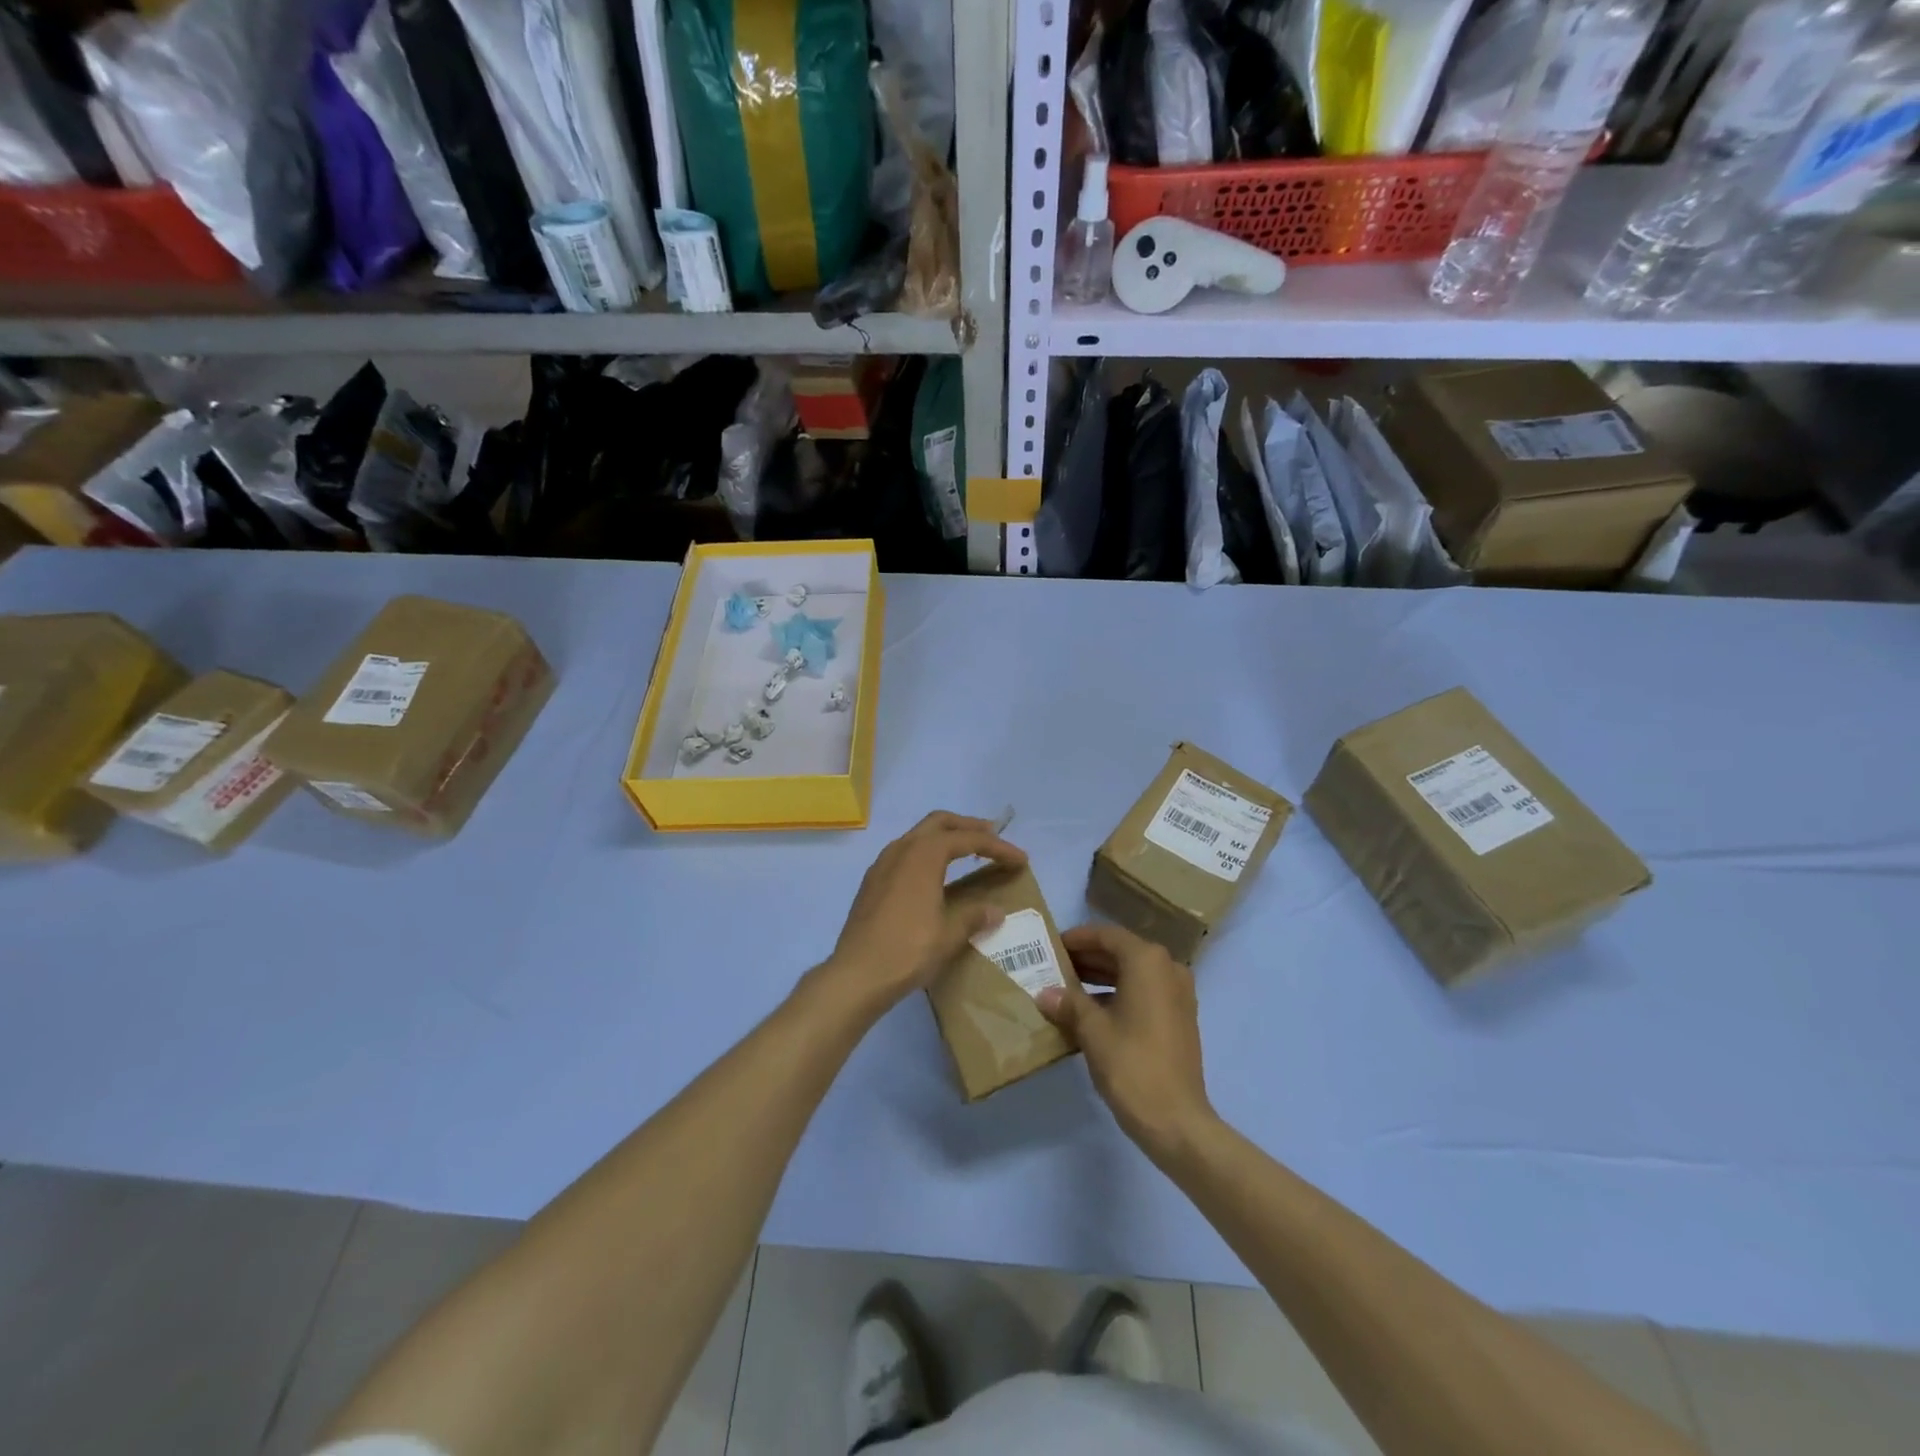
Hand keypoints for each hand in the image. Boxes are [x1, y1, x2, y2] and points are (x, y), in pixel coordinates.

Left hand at [822, 812, 1026, 1015]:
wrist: (856, 974)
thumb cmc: (908, 950)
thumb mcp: (949, 935)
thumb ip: (973, 916)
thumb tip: (995, 911)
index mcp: (923, 855)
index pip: (967, 839)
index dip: (997, 846)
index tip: (1020, 858)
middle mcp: (901, 849)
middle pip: (939, 823)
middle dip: (968, 827)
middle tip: (992, 837)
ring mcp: (882, 863)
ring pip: (919, 835)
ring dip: (945, 837)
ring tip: (967, 852)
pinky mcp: (872, 881)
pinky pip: (905, 852)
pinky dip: (926, 853)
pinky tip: (934, 874)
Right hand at [1037, 924, 1215, 1162]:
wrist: (1177, 1121)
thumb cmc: (1132, 1066)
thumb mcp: (1092, 1031)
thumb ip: (1068, 1003)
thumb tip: (1045, 993)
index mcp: (1148, 962)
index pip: (1107, 935)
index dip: (1077, 938)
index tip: (1052, 945)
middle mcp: (1168, 969)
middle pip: (1122, 952)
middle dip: (1088, 958)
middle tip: (1054, 966)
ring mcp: (1178, 995)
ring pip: (1133, 974)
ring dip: (1101, 977)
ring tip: (1066, 988)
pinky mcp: (1179, 1019)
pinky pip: (1144, 993)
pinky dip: (1118, 995)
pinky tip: (1090, 1013)